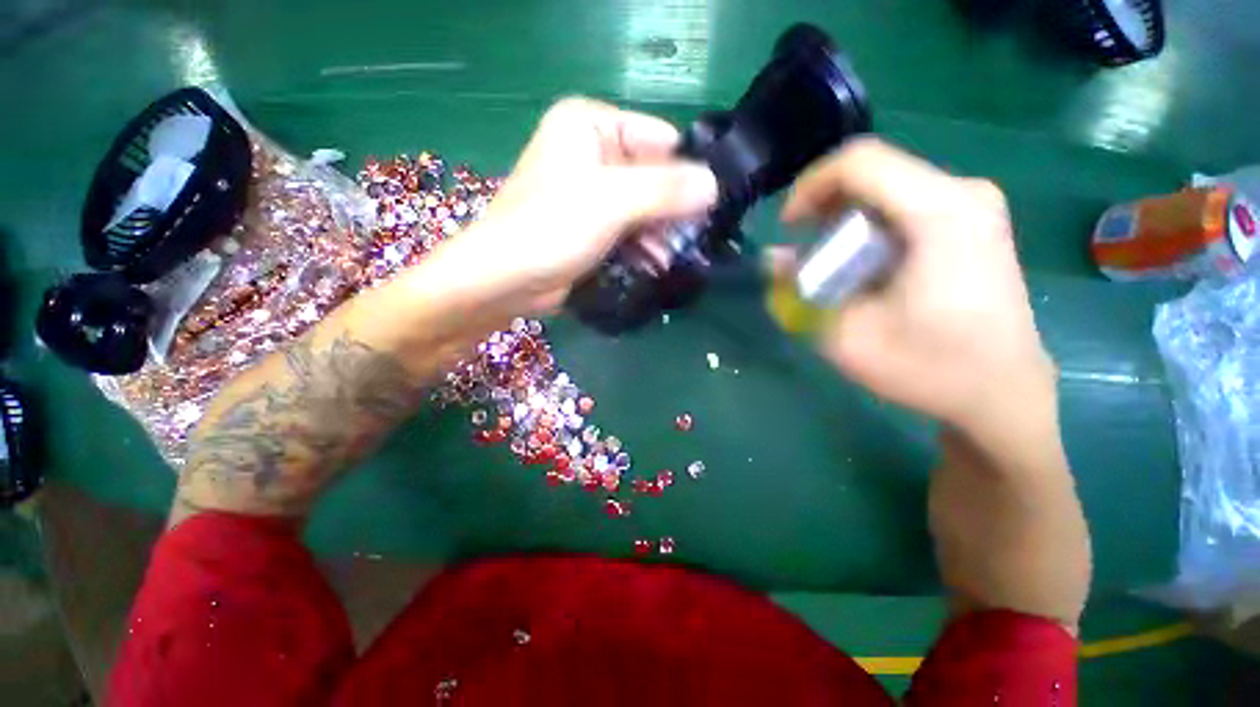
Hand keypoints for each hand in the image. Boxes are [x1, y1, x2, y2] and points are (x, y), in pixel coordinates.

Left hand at [442, 97, 717, 315]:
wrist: (505, 280)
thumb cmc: (551, 228)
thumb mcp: (612, 201)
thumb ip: (666, 190)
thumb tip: (714, 185)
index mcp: (591, 125)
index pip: (659, 139)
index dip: (684, 173)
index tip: (707, 208)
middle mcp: (592, 152)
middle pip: (652, 176)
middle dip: (672, 211)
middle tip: (691, 240)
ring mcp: (591, 192)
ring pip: (644, 207)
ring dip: (660, 234)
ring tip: (671, 258)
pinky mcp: (591, 225)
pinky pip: (629, 228)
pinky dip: (644, 246)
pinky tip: (655, 264)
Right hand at [782, 138, 1055, 439]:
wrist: (1000, 393)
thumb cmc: (927, 367)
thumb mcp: (845, 334)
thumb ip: (800, 290)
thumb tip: (773, 257)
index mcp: (938, 212)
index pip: (859, 162)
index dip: (810, 186)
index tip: (788, 226)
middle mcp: (962, 193)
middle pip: (875, 171)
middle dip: (825, 204)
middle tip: (803, 247)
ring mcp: (974, 205)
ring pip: (888, 186)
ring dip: (845, 216)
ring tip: (827, 258)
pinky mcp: (974, 222)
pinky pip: (907, 203)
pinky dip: (870, 224)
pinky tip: (862, 262)